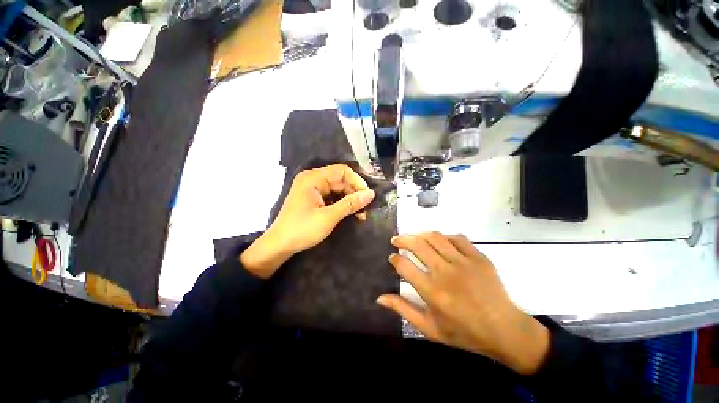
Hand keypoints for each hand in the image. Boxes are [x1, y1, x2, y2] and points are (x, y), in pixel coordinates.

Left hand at [240, 164, 374, 278]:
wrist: (279, 245)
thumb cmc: (303, 229)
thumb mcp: (329, 217)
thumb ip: (350, 203)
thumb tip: (371, 194)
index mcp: (313, 178)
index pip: (342, 171)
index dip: (357, 181)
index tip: (367, 196)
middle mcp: (312, 178)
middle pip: (340, 179)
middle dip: (354, 193)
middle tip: (365, 209)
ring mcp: (312, 188)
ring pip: (337, 188)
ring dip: (349, 199)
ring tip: (360, 214)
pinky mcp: (312, 198)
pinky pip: (331, 196)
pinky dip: (341, 203)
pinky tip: (349, 213)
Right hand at [377, 233, 549, 374]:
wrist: (504, 330)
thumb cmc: (464, 332)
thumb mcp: (429, 328)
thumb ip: (403, 310)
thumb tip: (380, 297)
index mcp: (432, 292)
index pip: (404, 266)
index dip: (394, 258)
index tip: (392, 257)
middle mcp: (446, 272)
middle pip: (417, 245)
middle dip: (402, 239)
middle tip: (396, 240)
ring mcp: (464, 262)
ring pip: (435, 237)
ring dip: (419, 234)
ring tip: (413, 237)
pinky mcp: (478, 257)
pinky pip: (456, 238)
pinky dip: (443, 236)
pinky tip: (438, 241)